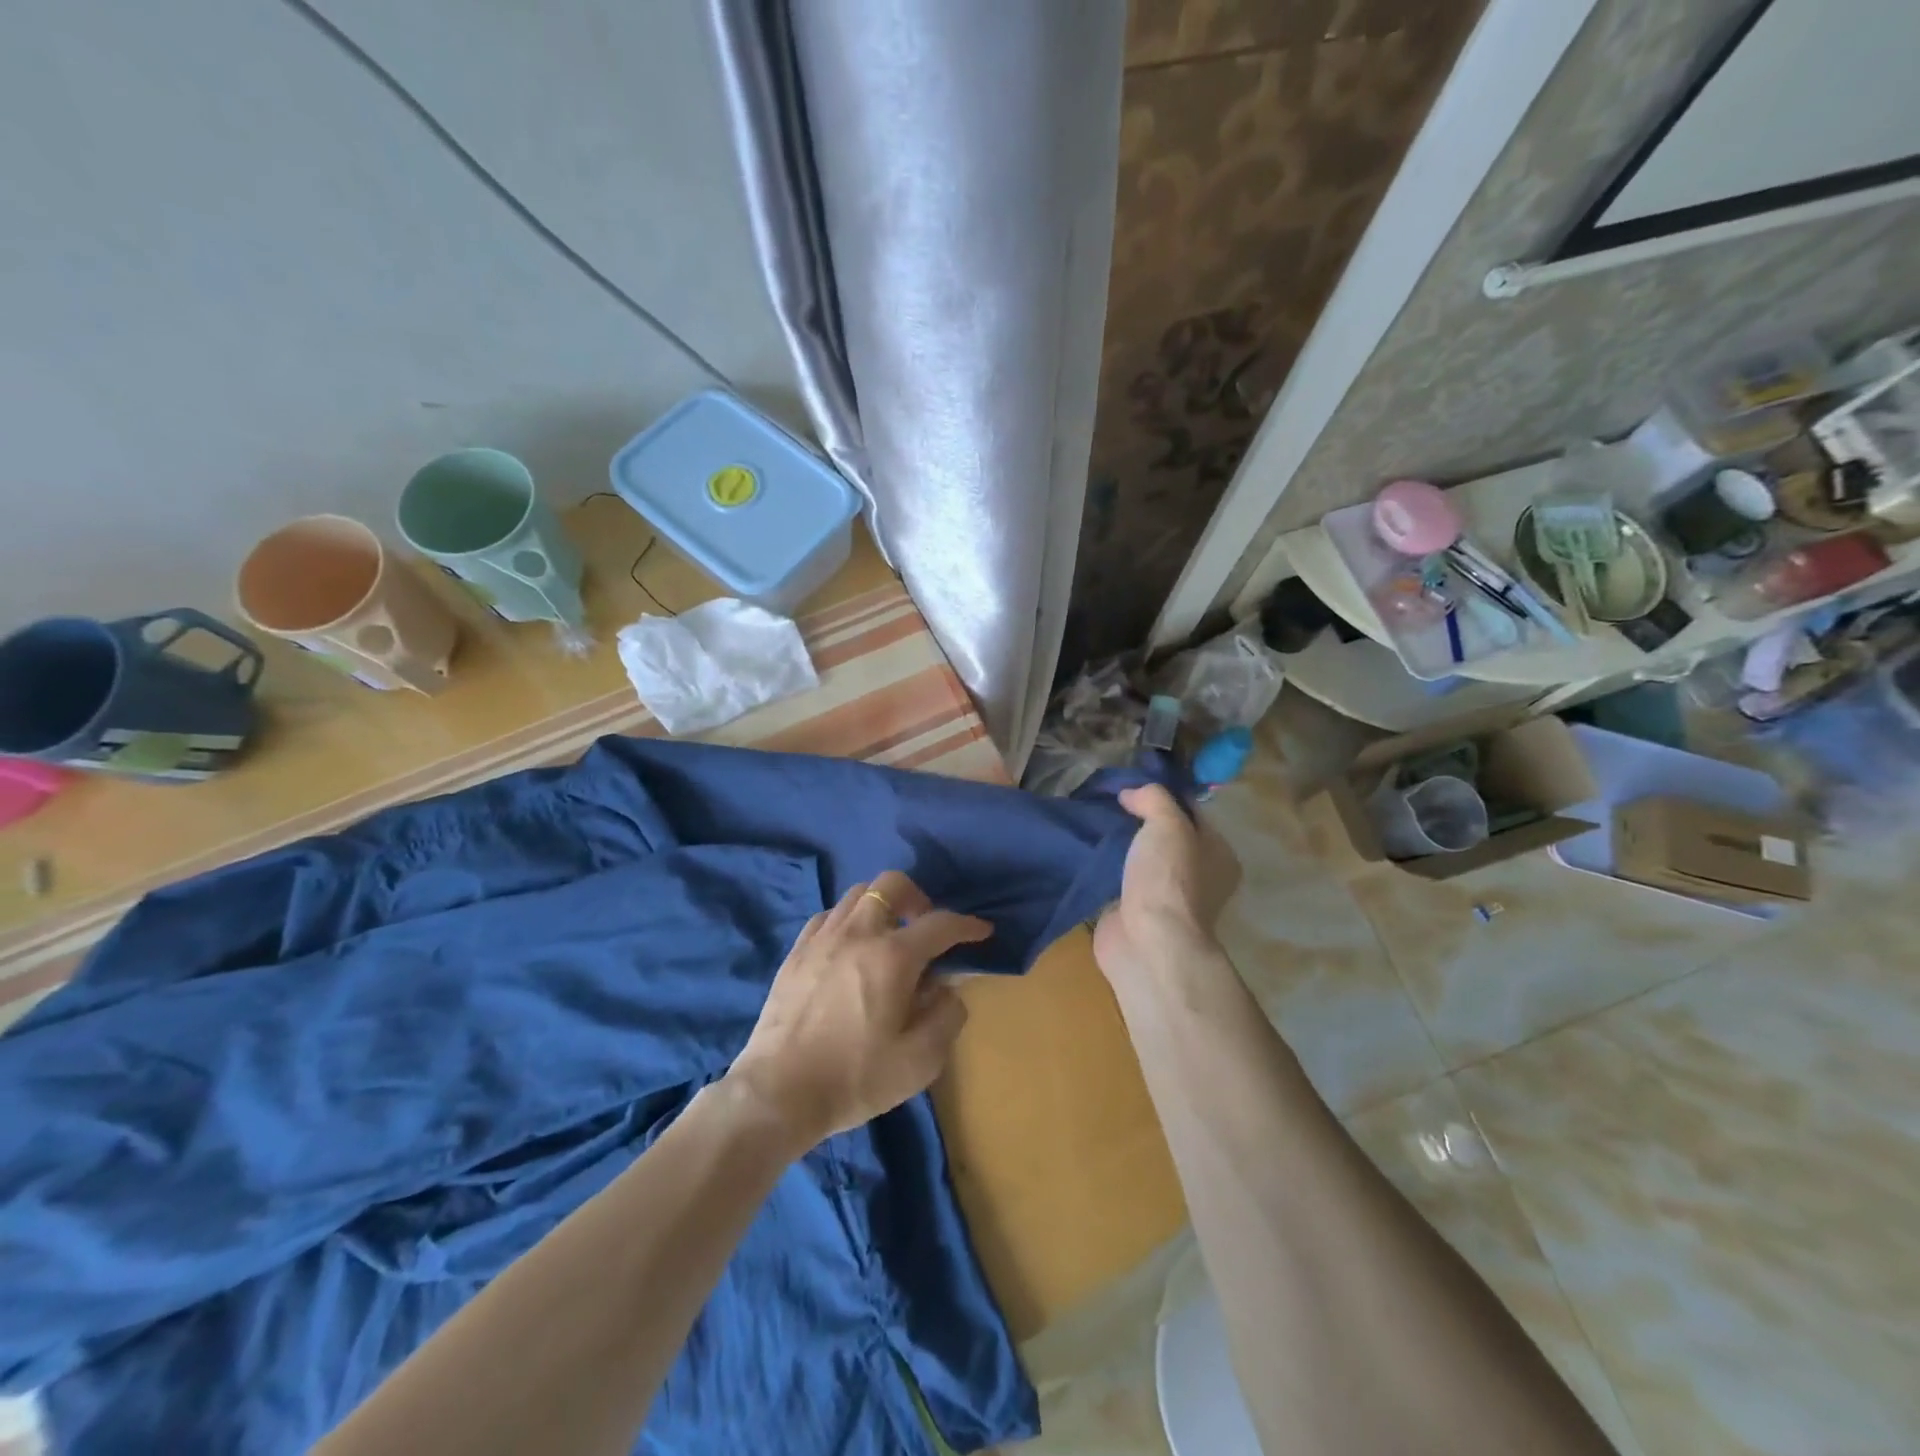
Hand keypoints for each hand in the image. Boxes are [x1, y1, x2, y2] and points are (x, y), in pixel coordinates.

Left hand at [727, 871, 990, 1151]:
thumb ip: (946, 1017)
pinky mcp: (796, 951)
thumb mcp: (920, 1061)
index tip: (981, 931)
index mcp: (893, 957)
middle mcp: (858, 933)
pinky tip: (850, 948)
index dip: (966, 925)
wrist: (778, 1093)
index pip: (940, 924)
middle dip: (918, 897)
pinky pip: (828, 916)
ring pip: (857, 894)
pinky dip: (849, 920)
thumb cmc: (855, 1077)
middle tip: (925, 927)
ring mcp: (822, 938)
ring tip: (888, 936)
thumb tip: (947, 989)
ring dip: (882, 906)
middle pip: (892, 885)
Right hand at [1094, 784, 1241, 988]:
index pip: (1192, 812)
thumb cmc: (1168, 879)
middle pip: (1165, 836)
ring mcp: (1166, 897)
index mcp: (1218, 854)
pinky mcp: (1136, 912)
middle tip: (1107, 800)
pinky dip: (1105, 867)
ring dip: (1120, 844)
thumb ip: (1154, 798)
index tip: (1131, 783)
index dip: (1163, 795)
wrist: (1147, 941)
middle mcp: (1198, 875)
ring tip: (1092, 821)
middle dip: (1137, 819)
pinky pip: (1120, 879)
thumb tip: (1130, 793)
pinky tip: (1086, 850)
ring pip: (1141, 858)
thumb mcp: (1168, 824)